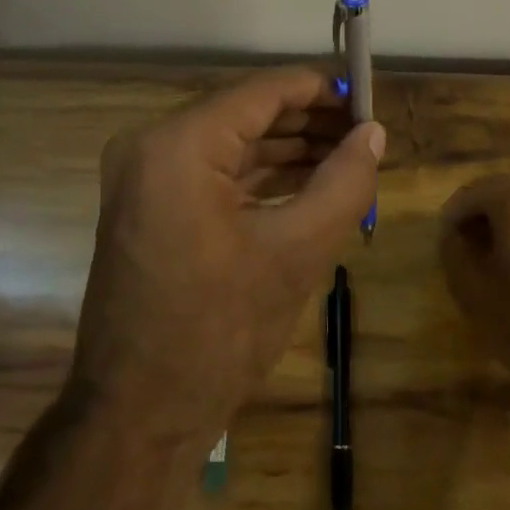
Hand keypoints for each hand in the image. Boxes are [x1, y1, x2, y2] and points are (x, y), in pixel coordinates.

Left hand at [71, 67, 384, 445]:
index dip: (321, 90)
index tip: (368, 99)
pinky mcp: (148, 205)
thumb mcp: (296, 254)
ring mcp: (144, 177)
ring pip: (232, 145)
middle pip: (246, 114)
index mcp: (178, 144)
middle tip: (366, 134)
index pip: (263, 91)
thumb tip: (373, 133)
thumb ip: (344, 184)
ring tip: (349, 157)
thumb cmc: (218, 333)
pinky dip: (260, 177)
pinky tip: (308, 183)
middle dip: (309, 123)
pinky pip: (214, 174)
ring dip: (288, 150)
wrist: (136, 419)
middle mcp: (152, 145)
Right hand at [439, 175, 509, 407]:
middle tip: (461, 241)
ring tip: (489, 256)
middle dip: (480, 212)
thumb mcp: (473, 290)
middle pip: (505, 192)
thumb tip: (454, 236)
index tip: (442, 239)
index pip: (475, 193)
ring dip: (506, 222)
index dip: (453, 214)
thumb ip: (454, 252)